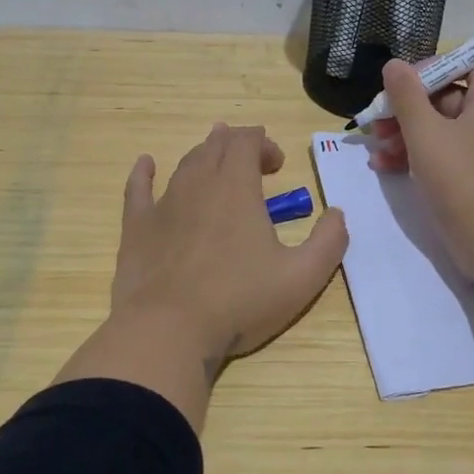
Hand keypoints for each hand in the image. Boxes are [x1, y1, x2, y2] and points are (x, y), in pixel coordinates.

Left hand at [110, 123, 347, 370]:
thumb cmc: (239, 302)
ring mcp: (163, 205)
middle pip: (215, 147)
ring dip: (202, 155)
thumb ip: (329, 242)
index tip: (278, 165)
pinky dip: (143, 172)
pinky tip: (145, 164)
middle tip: (251, 160)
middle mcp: (197, 185)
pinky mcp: (136, 228)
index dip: (263, 144)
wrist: (168, 330)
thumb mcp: (302, 278)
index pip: (247, 142)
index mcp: (236, 188)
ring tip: (212, 156)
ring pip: (183, 165)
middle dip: (235, 145)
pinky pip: (137, 188)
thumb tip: (337, 214)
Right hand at [368, 58, 473, 285]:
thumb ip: (406, 95)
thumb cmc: (461, 180)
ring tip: (375, 146)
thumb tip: (395, 64)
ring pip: (442, 127)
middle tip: (377, 119)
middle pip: (449, 95)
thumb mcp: (425, 133)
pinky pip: (445, 153)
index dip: (437, 65)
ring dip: (406, 133)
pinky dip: (417, 155)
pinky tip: (384, 166)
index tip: (404, 82)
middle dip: (409, 106)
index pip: (472, 60)